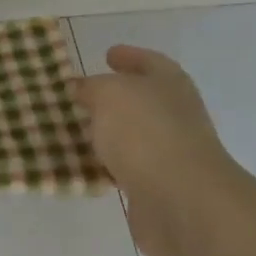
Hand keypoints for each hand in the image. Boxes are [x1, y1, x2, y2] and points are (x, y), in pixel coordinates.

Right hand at [71, 45, 239, 255]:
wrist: (181, 201)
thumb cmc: (146, 133)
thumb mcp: (109, 94)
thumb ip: (92, 87)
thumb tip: (83, 89)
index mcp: (170, 83)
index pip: (149, 61)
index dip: (129, 56)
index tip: (107, 54)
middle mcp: (175, 114)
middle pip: (142, 99)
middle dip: (113, 97)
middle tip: (81, 95)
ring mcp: (169, 152)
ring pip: (132, 135)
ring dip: (107, 133)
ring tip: (74, 129)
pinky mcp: (158, 187)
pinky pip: (126, 168)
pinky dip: (107, 164)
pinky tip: (84, 164)